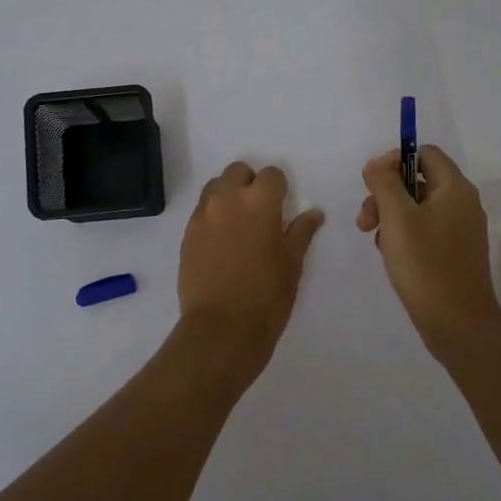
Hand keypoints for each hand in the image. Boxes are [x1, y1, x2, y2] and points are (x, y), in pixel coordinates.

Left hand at [178, 162, 325, 363]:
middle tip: (260, 211)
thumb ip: (301, 232)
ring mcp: (203, 216)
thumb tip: (314, 213)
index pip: (271, 174)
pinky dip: (213, 216)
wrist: (221, 328)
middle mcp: (228, 199)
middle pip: (238, 171)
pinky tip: (222, 242)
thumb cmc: (267, 296)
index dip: (279, 188)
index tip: (282, 206)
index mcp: (260, 202)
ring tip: (238, 224)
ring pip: (215, 187)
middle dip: (250, 183)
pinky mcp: (187, 234)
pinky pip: (201, 211)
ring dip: (228, 195)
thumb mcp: (292, 263)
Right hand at [357, 145, 500, 345]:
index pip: (424, 153)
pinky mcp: (455, 252)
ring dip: (391, 215)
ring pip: (418, 207)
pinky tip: (391, 254)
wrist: (458, 324)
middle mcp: (463, 203)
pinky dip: (404, 234)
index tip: (372, 184)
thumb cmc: (426, 266)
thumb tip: (378, 164)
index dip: (394, 160)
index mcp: (455, 188)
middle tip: (365, 220)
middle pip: (418, 180)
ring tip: (375, 240)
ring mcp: (461, 229)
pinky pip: (426, 229)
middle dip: (386, 193)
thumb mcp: (397, 218)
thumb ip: (384, 183)